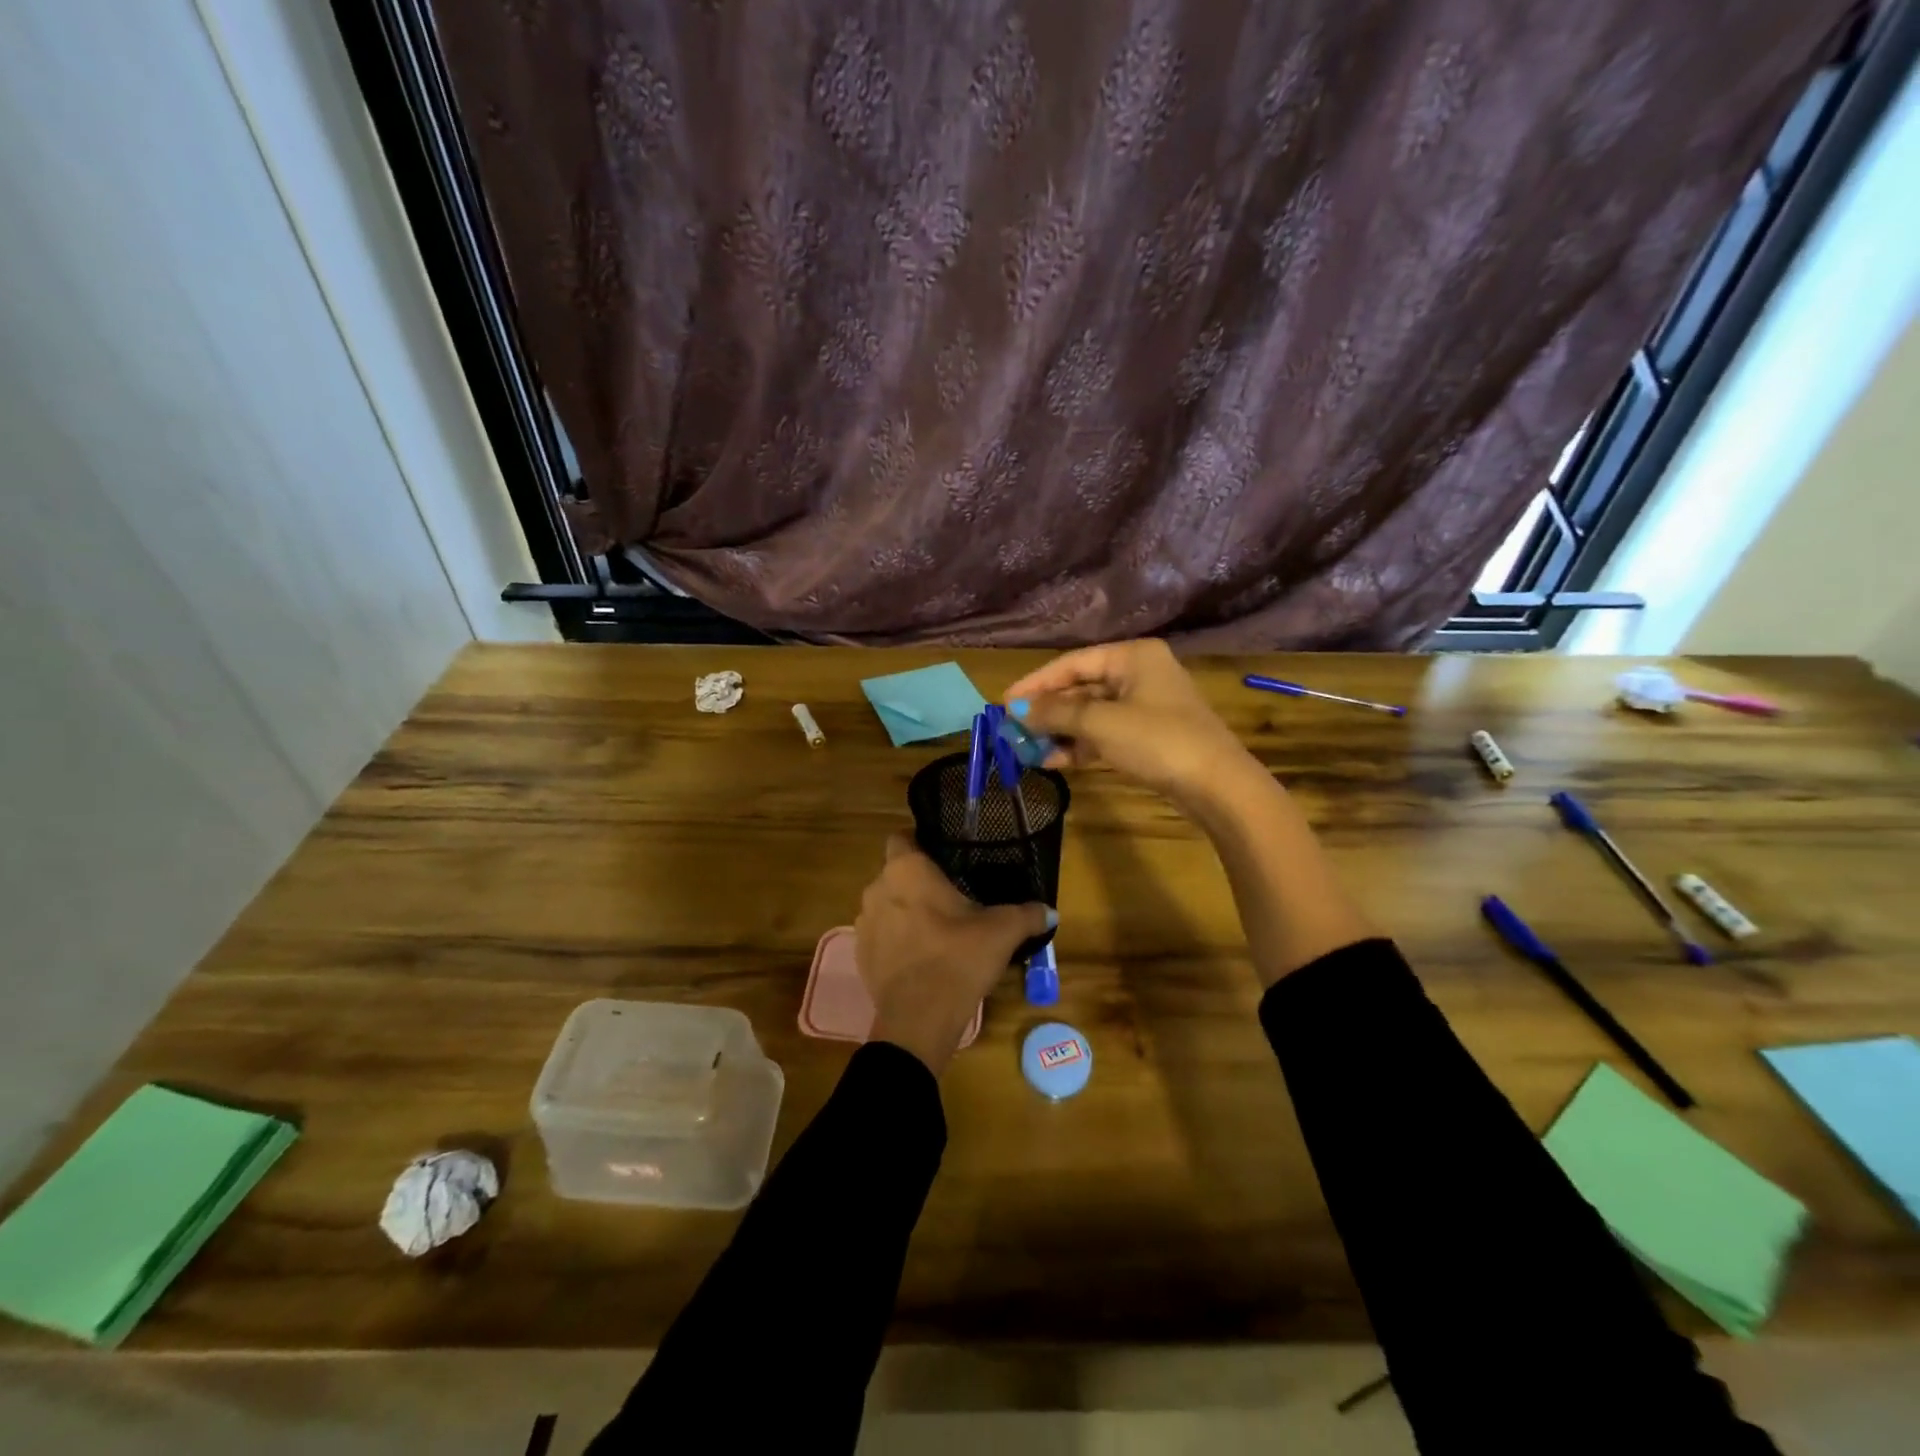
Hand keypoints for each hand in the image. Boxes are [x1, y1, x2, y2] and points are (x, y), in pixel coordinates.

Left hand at [855, 834, 1053, 1075]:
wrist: (918, 1020)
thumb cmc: (957, 958)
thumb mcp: (1002, 932)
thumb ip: (1027, 914)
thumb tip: (1050, 911)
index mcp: (906, 869)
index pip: (902, 837)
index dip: (921, 841)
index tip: (945, 855)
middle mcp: (877, 888)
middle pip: (896, 872)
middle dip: (919, 880)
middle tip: (951, 894)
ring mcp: (864, 922)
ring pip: (887, 903)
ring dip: (906, 910)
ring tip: (937, 927)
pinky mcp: (860, 954)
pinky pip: (881, 934)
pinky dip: (897, 938)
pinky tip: (922, 955)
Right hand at [1003, 640, 1260, 811]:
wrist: (1217, 786)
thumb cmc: (1157, 740)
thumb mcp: (1101, 723)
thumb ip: (1056, 713)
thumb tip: (1016, 710)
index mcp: (1132, 656)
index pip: (1072, 663)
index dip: (1035, 684)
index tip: (1004, 704)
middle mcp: (1138, 674)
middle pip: (1081, 688)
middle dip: (1046, 711)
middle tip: (1012, 729)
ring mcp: (1145, 707)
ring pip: (1091, 714)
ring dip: (1059, 731)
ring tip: (1026, 749)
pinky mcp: (1148, 737)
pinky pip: (1104, 734)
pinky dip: (1080, 745)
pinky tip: (1052, 760)